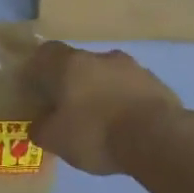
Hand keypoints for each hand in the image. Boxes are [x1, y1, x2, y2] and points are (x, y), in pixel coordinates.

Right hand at [26, 41, 183, 175]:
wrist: (156, 138)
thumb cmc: (95, 133)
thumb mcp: (56, 139)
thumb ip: (41, 129)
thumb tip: (38, 125)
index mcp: (71, 64)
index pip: (47, 53)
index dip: (38, 68)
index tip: (36, 86)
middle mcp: (102, 58)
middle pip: (79, 64)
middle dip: (72, 83)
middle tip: (67, 109)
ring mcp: (134, 68)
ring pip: (108, 76)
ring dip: (101, 92)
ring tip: (99, 121)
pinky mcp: (157, 85)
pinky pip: (131, 91)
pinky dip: (124, 103)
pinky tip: (124, 127)